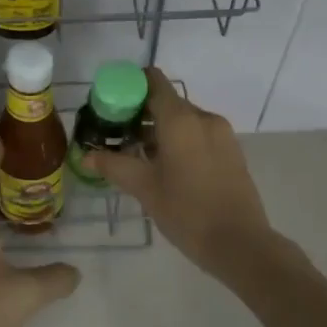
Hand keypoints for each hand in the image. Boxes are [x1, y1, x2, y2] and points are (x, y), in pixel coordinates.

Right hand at [84, 68, 275, 279]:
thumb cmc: (187, 211)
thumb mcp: (144, 188)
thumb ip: (113, 166)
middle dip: (141, 114)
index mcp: (181, 119)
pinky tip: (167, 168)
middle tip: (117, 136)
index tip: (111, 104)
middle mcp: (204, 118)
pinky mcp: (232, 152)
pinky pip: (199, 134)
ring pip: (184, 120)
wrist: (240, 244)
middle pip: (167, 102)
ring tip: (139, 157)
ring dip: (161, 130)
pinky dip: (180, 141)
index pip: (154, 82)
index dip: (130, 86)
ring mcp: (222, 134)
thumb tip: (85, 156)